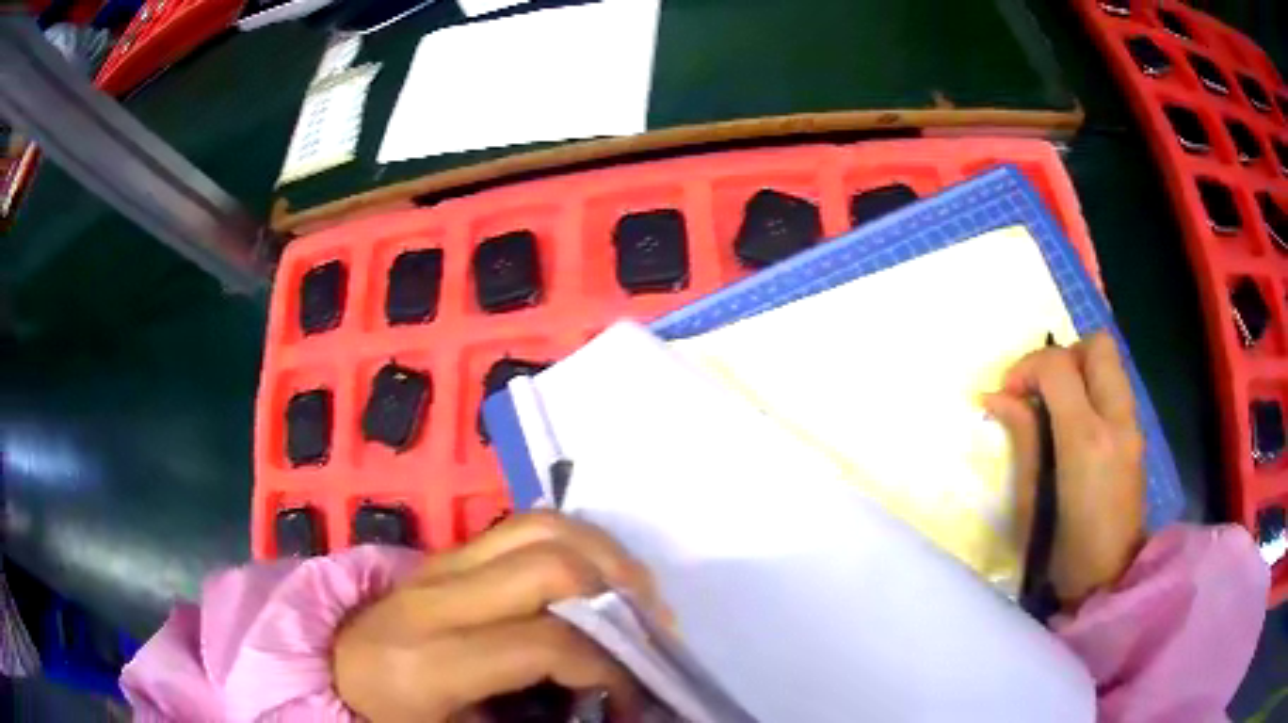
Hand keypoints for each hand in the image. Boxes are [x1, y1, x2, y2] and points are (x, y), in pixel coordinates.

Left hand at [332, 511, 667, 721]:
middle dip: (618, 597)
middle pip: (548, 566)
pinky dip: (577, 542)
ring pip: (541, 526)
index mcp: (429, 661)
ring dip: (605, 555)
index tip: (632, 697)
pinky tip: (597, 576)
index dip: (608, 669)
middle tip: (652, 633)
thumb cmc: (391, 715)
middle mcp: (434, 598)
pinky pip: (525, 525)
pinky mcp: (448, 552)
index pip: (544, 644)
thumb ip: (532, 722)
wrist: (332, 668)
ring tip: (636, 597)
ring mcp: (440, 563)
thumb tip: (611, 709)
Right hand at [984, 331, 1145, 608]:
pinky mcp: (1137, 436)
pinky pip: (1115, 388)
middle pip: (1097, 346)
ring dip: (1079, 371)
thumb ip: (1022, 439)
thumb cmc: (1062, 556)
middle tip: (1040, 390)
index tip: (1007, 393)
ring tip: (1055, 408)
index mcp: (1086, 440)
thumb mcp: (1031, 503)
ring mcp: (1132, 427)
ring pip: (1110, 362)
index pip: (1059, 366)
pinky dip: (1093, 390)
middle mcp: (1116, 421)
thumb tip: (996, 397)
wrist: (1109, 581)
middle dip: (1063, 356)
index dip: (1027, 367)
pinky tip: (1075, 428)